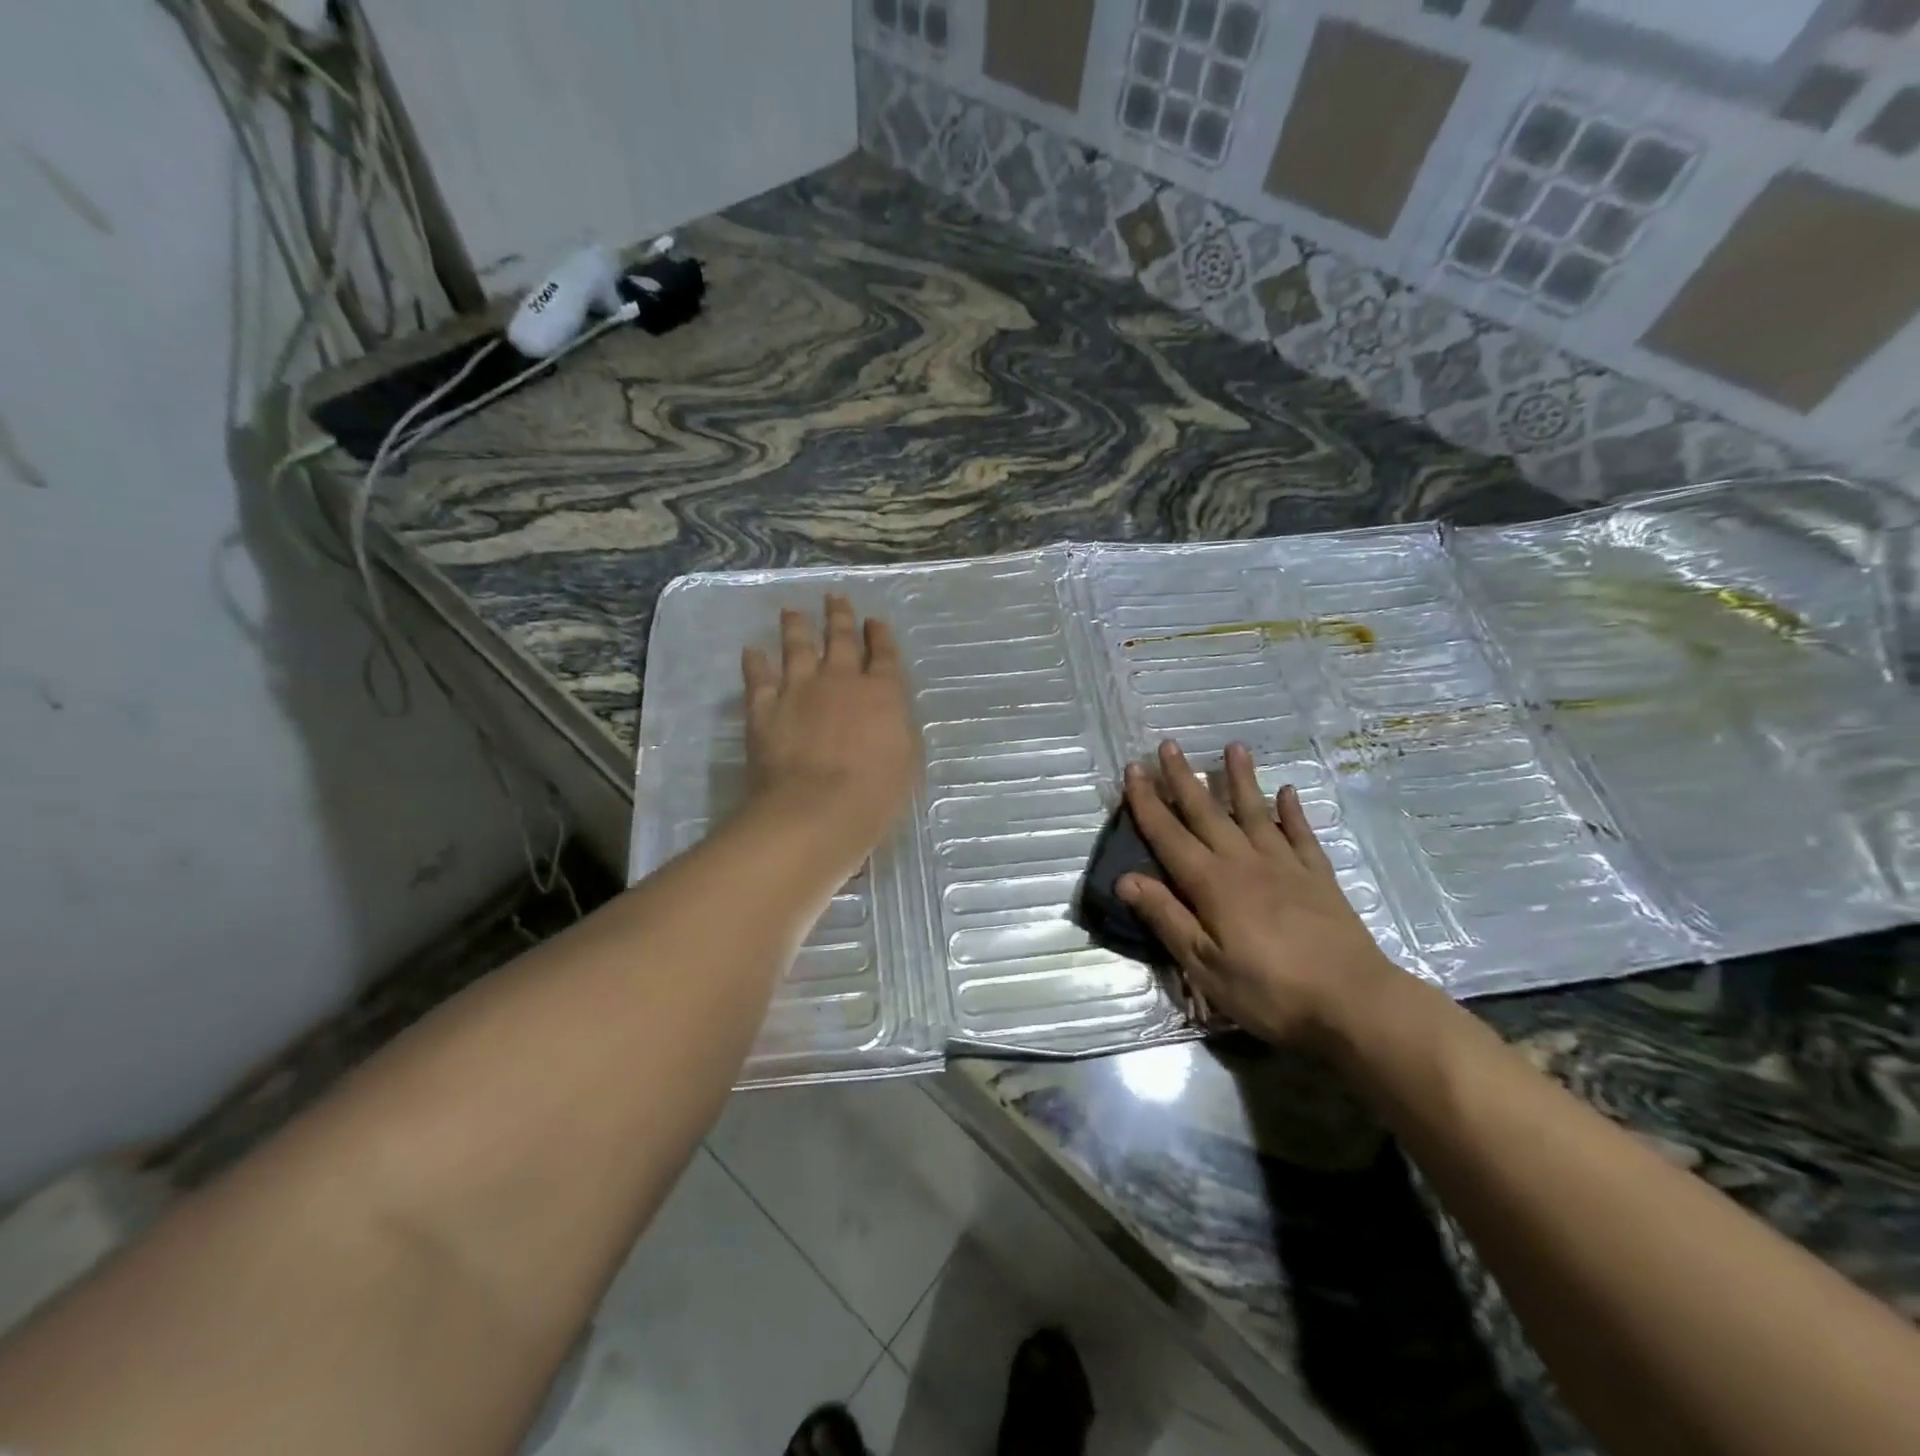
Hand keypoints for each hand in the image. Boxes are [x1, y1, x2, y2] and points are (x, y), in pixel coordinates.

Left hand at [740, 594, 919, 857]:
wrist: (816, 809)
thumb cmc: (874, 794)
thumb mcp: (906, 761)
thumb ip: (897, 728)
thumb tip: (889, 713)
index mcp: (882, 693)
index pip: (883, 655)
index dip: (879, 635)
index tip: (874, 621)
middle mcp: (840, 680)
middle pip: (840, 639)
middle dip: (839, 616)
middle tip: (835, 598)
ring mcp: (799, 689)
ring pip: (797, 647)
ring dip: (796, 626)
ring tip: (792, 611)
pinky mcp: (765, 708)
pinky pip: (758, 677)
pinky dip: (754, 663)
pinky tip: (751, 651)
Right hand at [1119, 740, 1402, 1047]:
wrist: (1354, 1003)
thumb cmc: (1269, 991)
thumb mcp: (1204, 965)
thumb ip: (1166, 918)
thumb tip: (1124, 878)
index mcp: (1212, 883)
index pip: (1169, 835)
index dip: (1147, 802)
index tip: (1134, 769)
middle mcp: (1244, 862)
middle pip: (1207, 812)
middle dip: (1184, 778)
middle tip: (1169, 745)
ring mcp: (1285, 865)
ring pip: (1256, 812)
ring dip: (1241, 779)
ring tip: (1234, 747)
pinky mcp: (1318, 877)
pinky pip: (1301, 835)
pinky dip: (1292, 812)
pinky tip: (1288, 792)